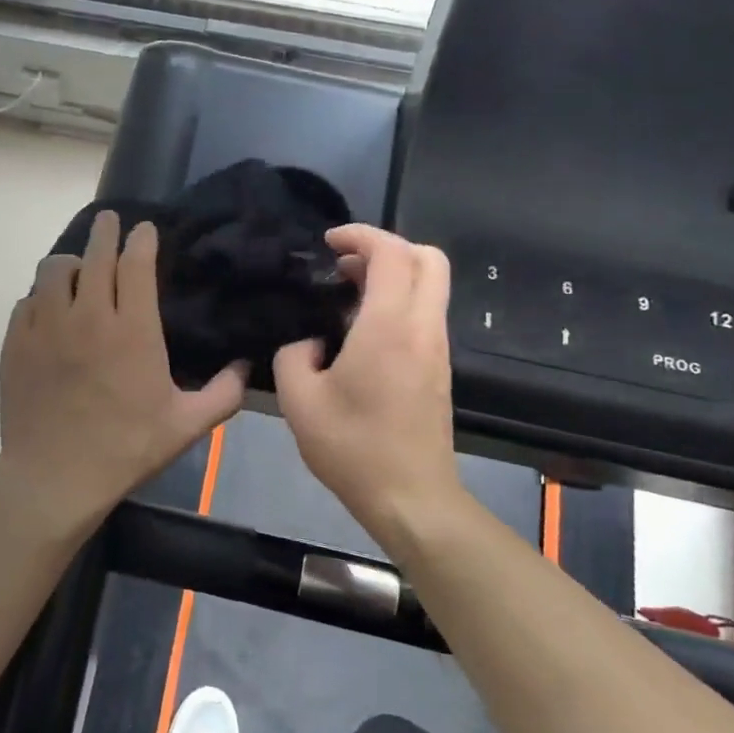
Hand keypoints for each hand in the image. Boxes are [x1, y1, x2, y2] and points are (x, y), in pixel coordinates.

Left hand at [0, 210, 246, 529]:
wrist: (55, 477)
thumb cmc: (126, 449)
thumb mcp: (186, 426)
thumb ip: (224, 393)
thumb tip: (246, 366)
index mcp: (132, 330)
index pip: (136, 264)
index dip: (142, 239)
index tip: (145, 230)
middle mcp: (88, 316)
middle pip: (94, 254)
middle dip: (105, 231)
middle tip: (110, 222)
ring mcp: (46, 327)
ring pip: (54, 270)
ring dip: (71, 262)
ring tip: (78, 269)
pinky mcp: (15, 342)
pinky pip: (27, 301)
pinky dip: (41, 296)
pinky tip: (49, 308)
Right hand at [273, 225, 461, 533]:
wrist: (411, 498)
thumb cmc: (352, 447)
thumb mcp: (298, 400)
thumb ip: (293, 355)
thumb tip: (309, 342)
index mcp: (388, 327)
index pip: (391, 253)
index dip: (361, 235)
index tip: (328, 243)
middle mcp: (423, 328)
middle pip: (428, 258)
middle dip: (387, 247)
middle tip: (345, 265)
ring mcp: (437, 349)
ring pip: (431, 285)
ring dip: (394, 275)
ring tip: (346, 296)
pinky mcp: (440, 369)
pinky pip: (426, 313)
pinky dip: (399, 301)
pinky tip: (361, 332)